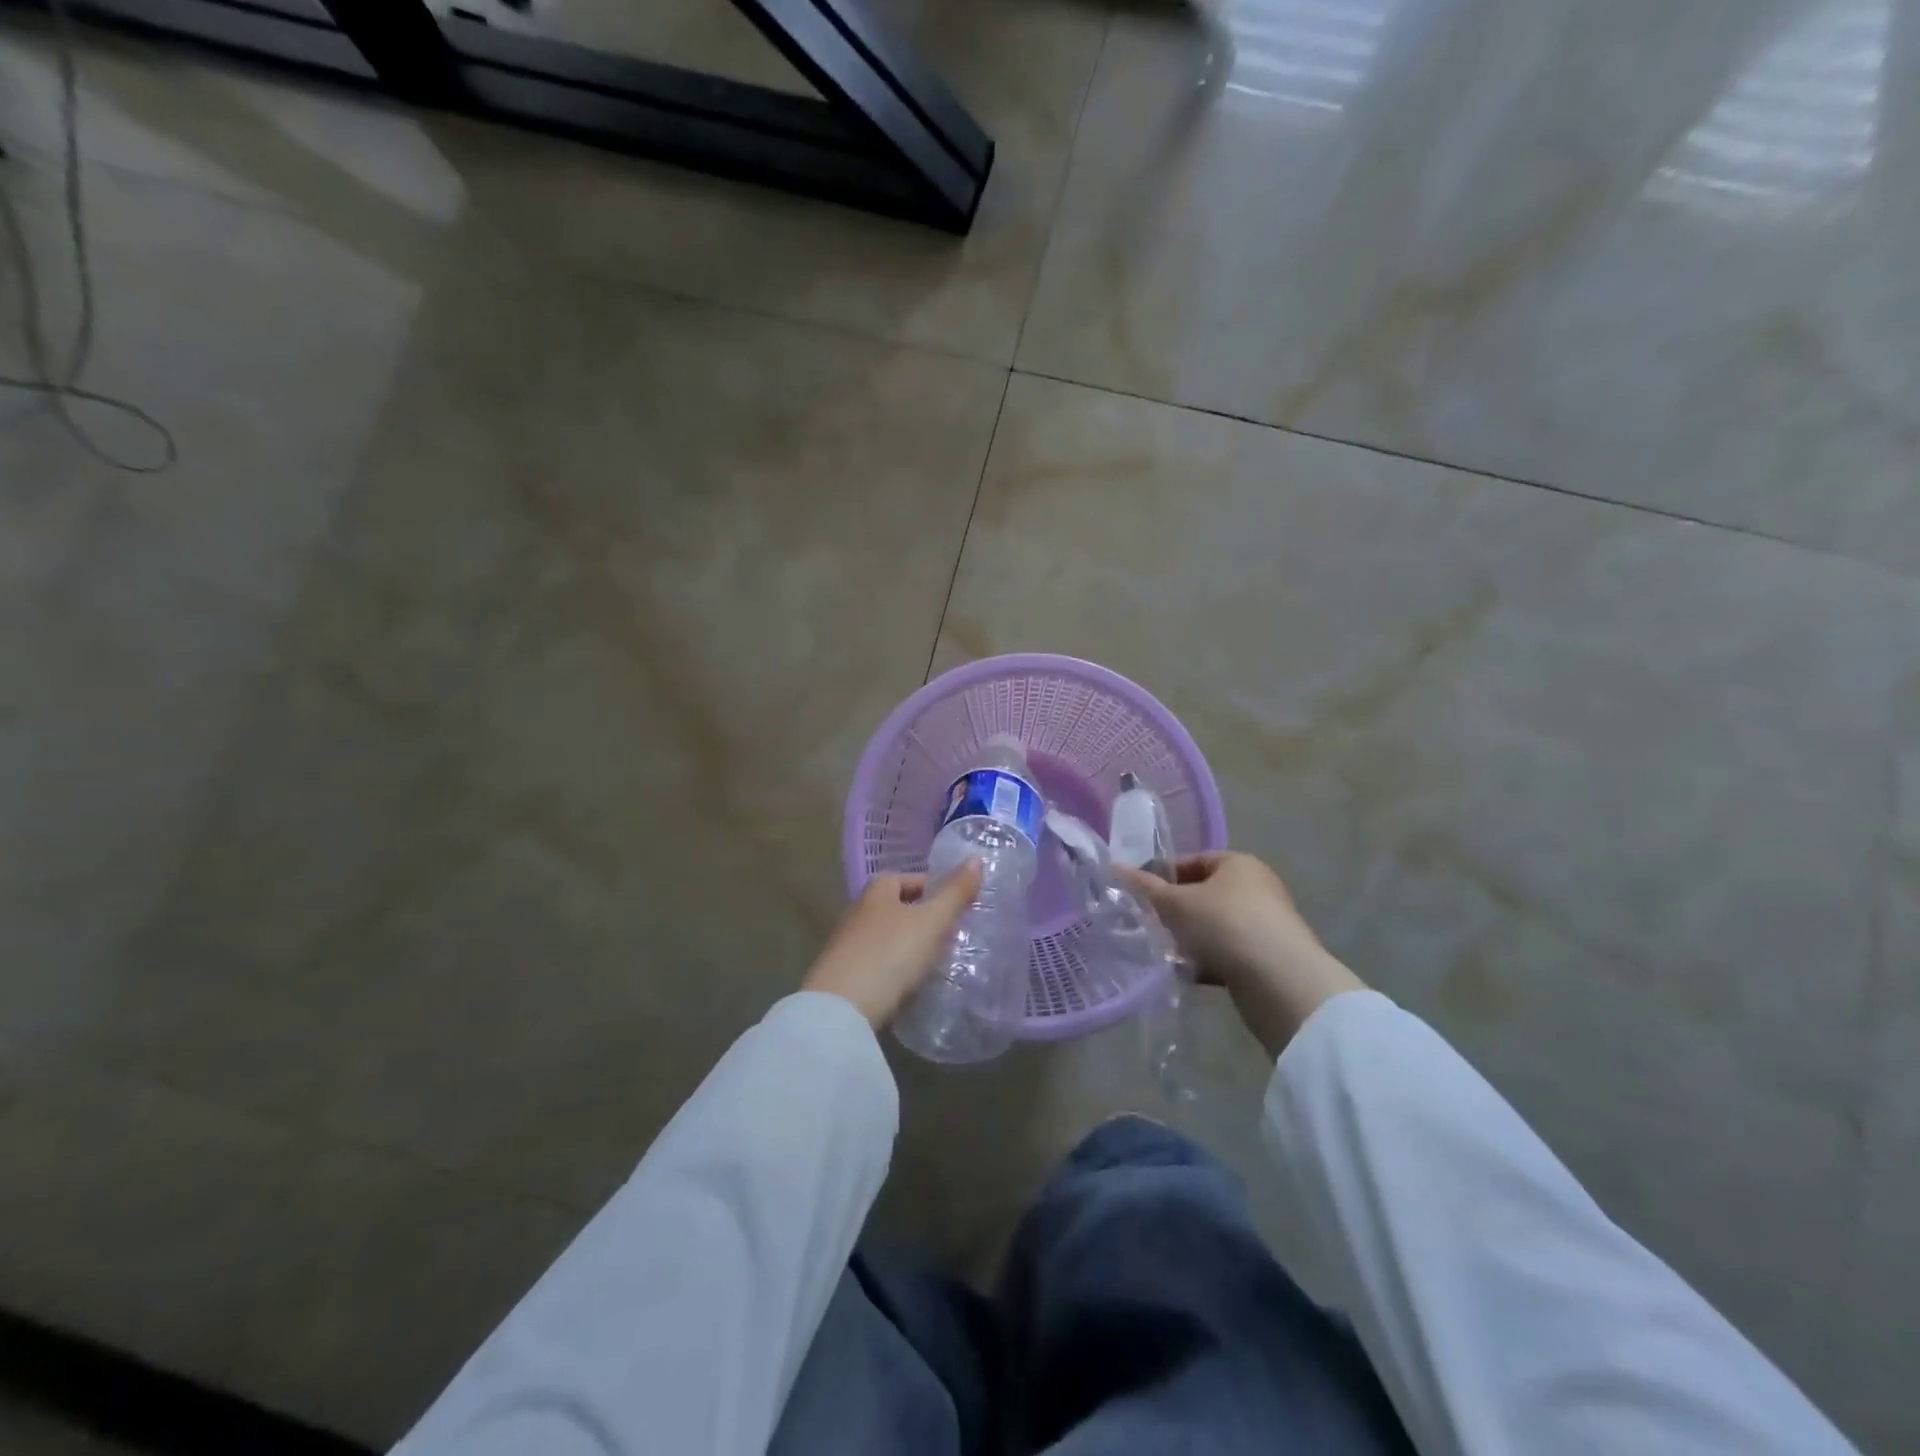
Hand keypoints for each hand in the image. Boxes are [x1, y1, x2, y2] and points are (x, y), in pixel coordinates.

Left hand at [802, 862, 982, 1028]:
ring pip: (885, 938)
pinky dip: (894, 970)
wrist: (840, 1011)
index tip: (955, 904)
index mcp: (876, 893)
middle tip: (950, 933)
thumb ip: (954, 892)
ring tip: (935, 961)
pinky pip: (876, 965)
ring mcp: (846, 946)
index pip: (906, 878)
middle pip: (894, 908)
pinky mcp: (842, 977)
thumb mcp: (931, 922)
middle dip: (920, 917)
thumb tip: (976, 858)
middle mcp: (857, 913)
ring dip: (907, 945)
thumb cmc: (890, 955)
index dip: (931, 887)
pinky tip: (909, 986)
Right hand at [1121, 851, 1365, 1057]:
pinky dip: (1208, 961)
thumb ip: (1144, 887)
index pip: (1191, 861)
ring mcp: (1265, 923)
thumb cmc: (1223, 925)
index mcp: (1237, 863)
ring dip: (1189, 939)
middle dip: (1174, 912)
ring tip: (1164, 953)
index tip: (1139, 896)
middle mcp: (1256, 887)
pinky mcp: (1269, 957)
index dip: (1161, 876)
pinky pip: (1228, 952)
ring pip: (1214, 926)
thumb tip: (1115, 867)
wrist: (1280, 981)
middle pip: (1203, 894)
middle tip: (1148, 926)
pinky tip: (1188, 974)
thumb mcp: (1175, 904)